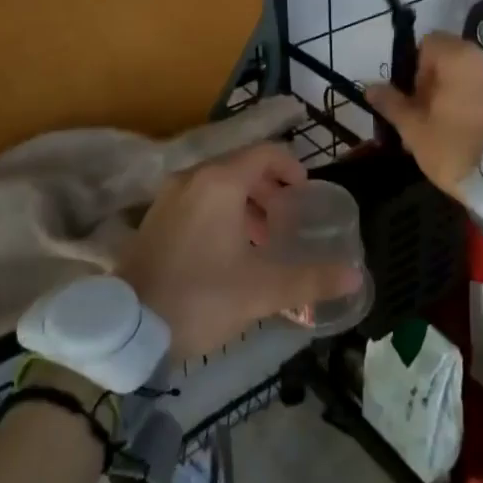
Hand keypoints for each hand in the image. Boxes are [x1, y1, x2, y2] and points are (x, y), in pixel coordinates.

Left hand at [114, 143, 362, 361]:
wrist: (127, 329)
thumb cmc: (200, 297)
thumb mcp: (261, 290)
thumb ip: (310, 279)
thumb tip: (355, 277)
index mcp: (220, 182)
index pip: (266, 153)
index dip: (292, 168)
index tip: (307, 195)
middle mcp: (193, 178)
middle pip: (241, 167)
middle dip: (270, 190)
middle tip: (288, 221)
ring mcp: (169, 196)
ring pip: (218, 185)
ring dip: (245, 204)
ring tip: (262, 241)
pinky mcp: (154, 218)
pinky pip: (197, 200)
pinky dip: (220, 213)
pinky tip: (228, 252)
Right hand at [366, 34, 482, 202]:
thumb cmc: (456, 150)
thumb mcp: (414, 129)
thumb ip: (392, 103)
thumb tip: (371, 87)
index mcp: (461, 57)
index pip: (430, 43)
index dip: (416, 68)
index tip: (416, 100)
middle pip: (454, 59)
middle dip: (438, 83)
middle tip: (430, 118)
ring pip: (477, 77)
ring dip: (462, 94)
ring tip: (455, 130)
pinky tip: (480, 136)